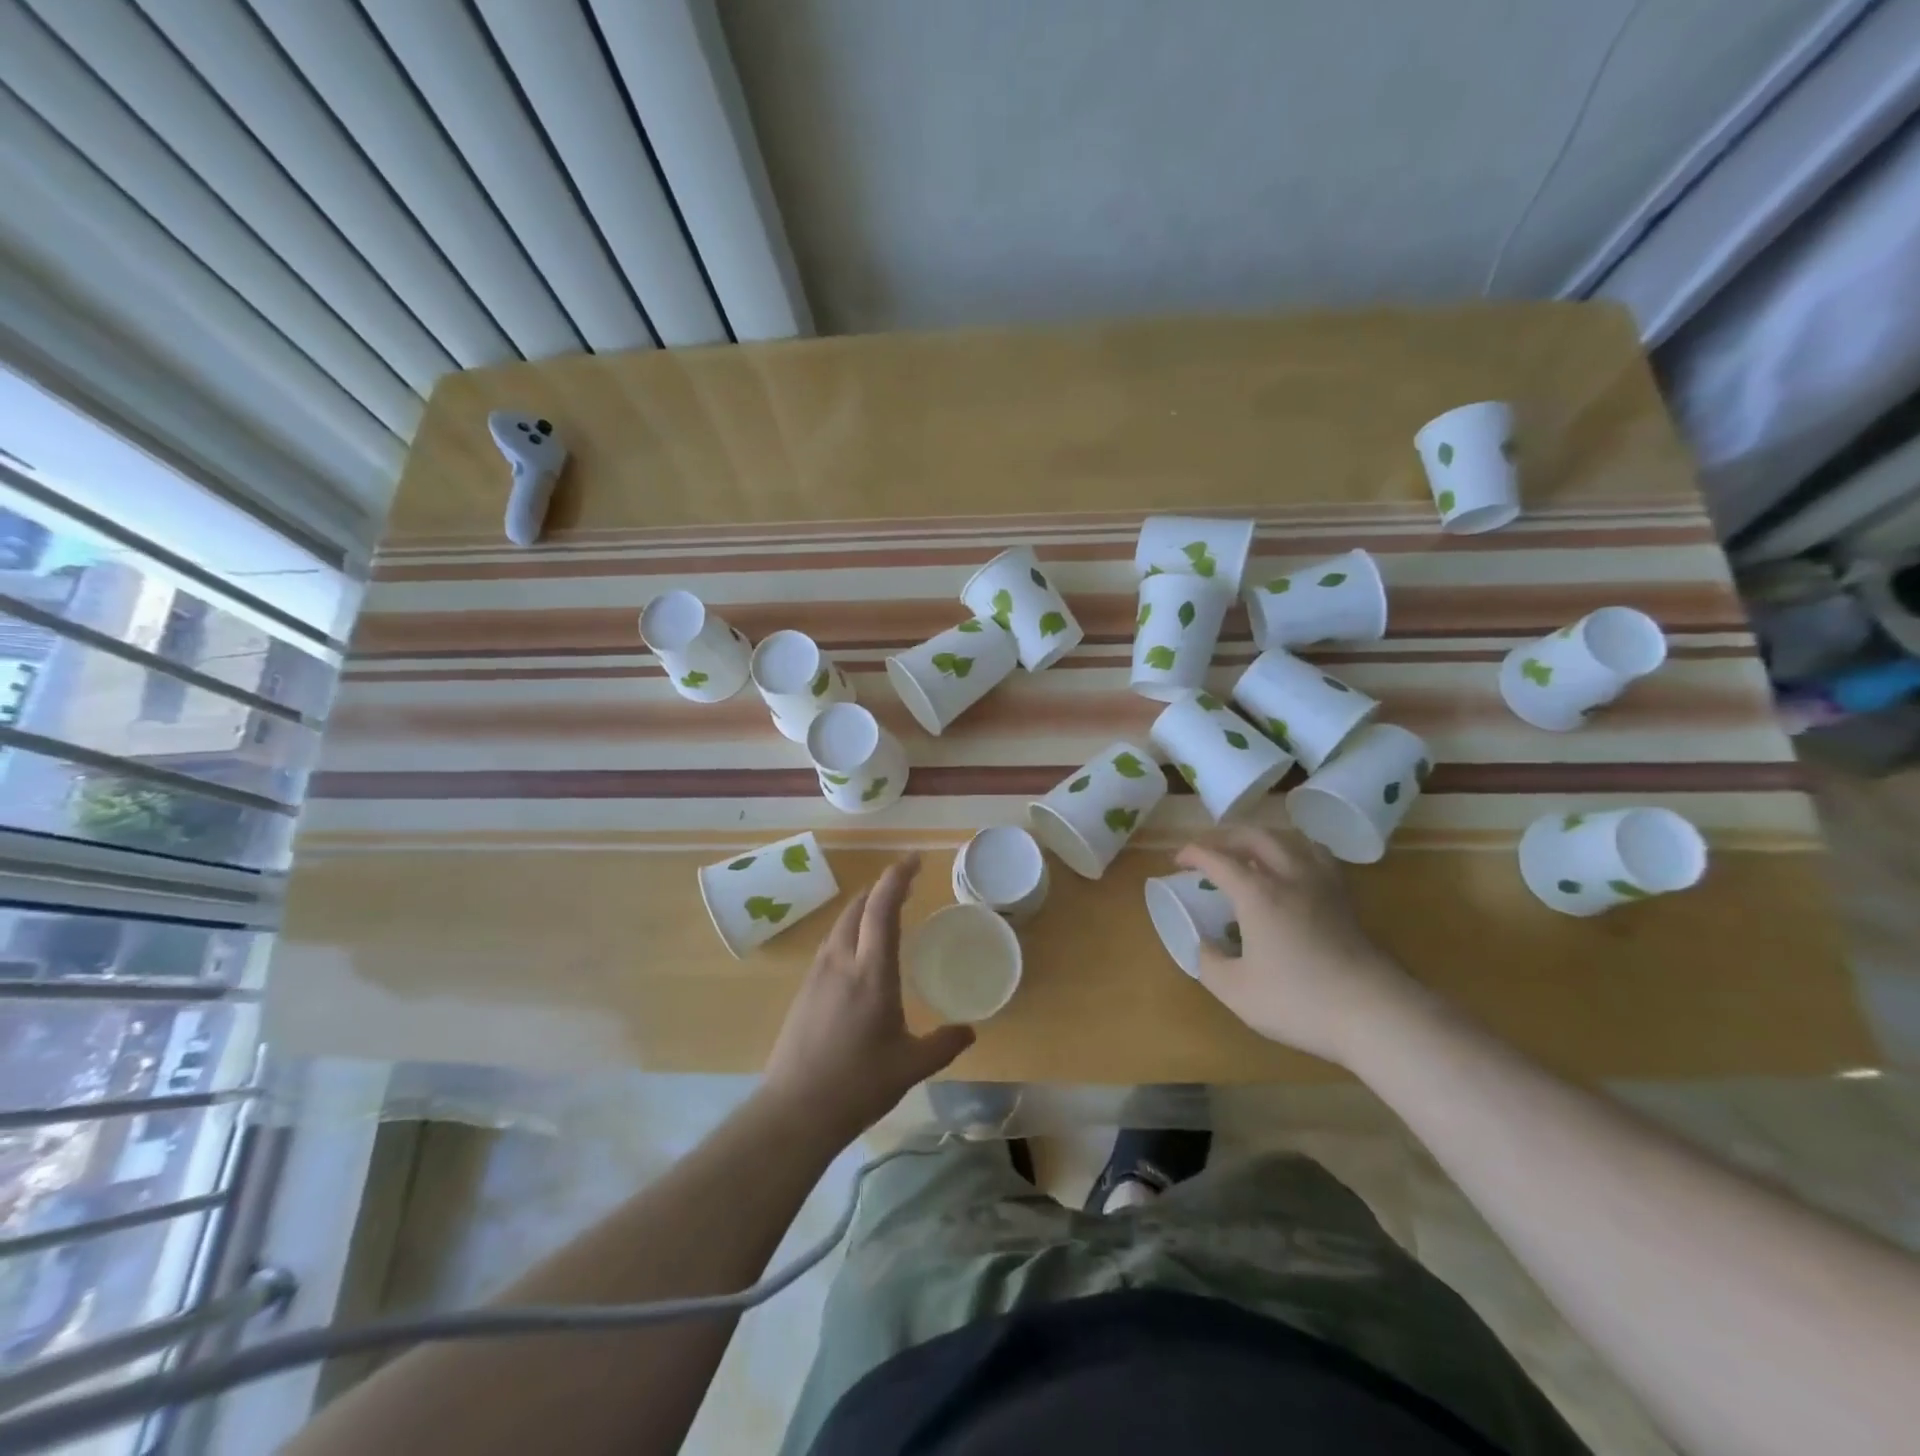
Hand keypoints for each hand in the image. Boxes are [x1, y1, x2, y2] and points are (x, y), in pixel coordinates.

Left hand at [762, 855, 974, 1145]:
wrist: (794, 1111)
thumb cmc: (857, 1085)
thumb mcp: (910, 1067)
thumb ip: (943, 1044)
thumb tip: (970, 1031)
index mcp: (871, 972)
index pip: (882, 909)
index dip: (897, 878)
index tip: (913, 860)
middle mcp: (841, 962)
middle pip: (857, 908)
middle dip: (880, 889)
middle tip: (905, 884)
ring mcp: (817, 975)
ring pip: (840, 925)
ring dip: (862, 909)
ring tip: (883, 912)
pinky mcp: (804, 991)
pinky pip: (830, 945)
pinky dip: (849, 932)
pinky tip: (858, 953)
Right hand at [1178, 827, 1425, 1066]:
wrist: (1376, 1014)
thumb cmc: (1299, 1001)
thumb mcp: (1236, 991)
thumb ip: (1209, 962)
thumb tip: (1202, 944)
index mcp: (1257, 893)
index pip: (1217, 858)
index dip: (1192, 853)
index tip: (1177, 861)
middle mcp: (1289, 876)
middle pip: (1254, 836)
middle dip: (1224, 836)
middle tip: (1207, 849)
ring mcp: (1322, 884)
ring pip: (1289, 839)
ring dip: (1260, 838)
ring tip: (1248, 852)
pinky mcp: (1346, 899)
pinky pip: (1316, 856)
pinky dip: (1295, 851)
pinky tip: (1293, 869)